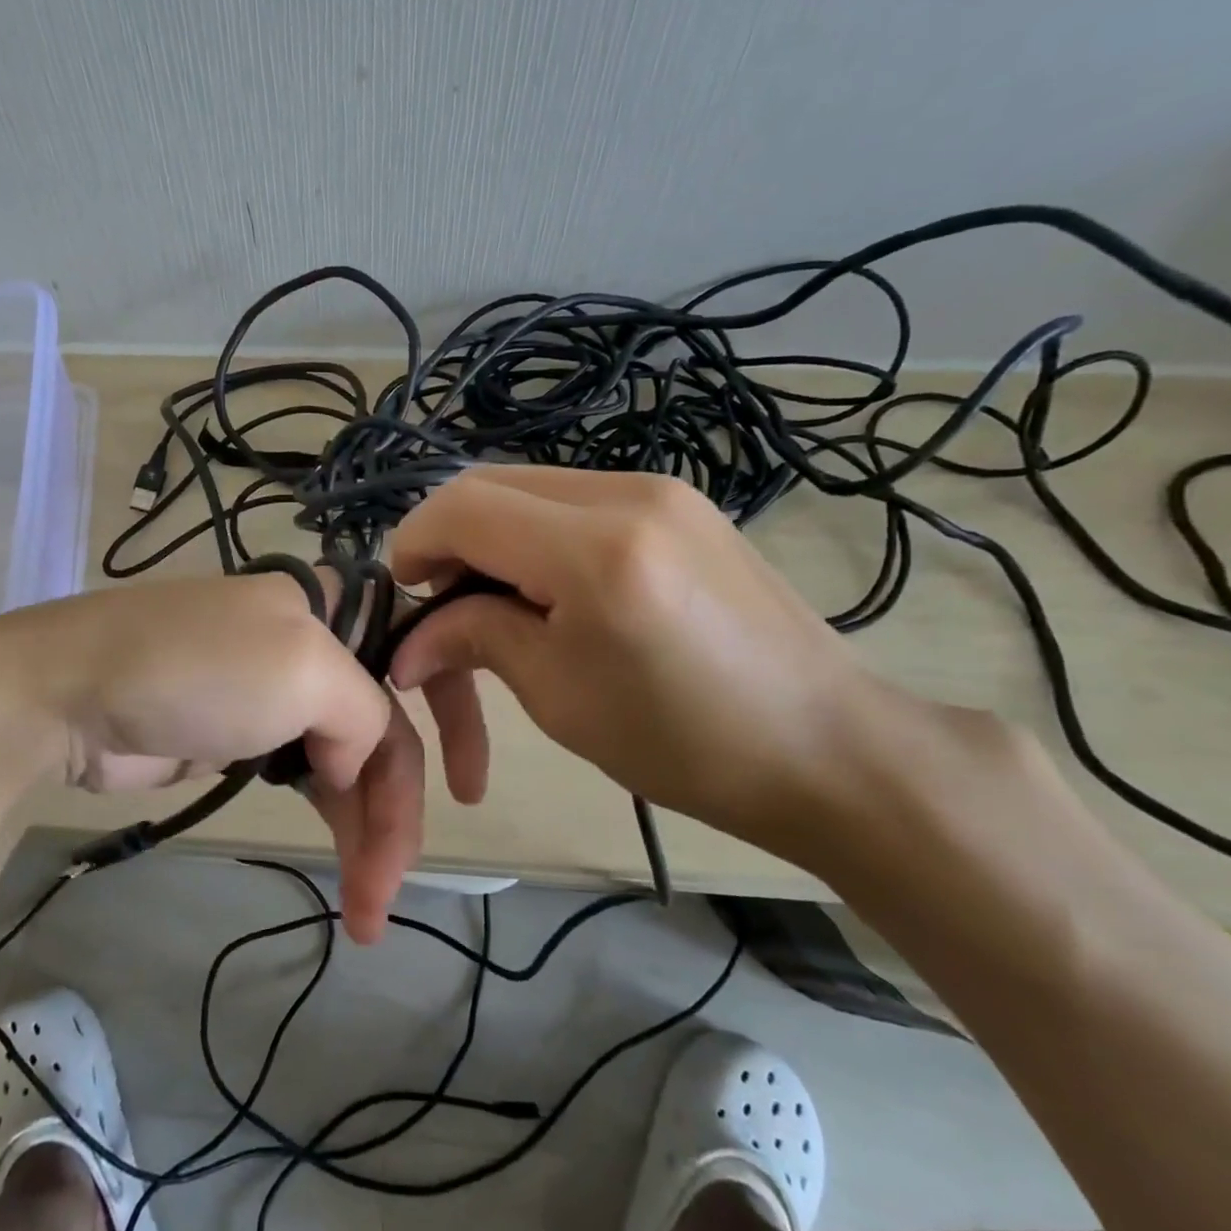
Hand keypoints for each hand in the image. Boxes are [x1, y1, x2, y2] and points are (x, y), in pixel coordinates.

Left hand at [0, 574, 447, 941]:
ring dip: (365, 831)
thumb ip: (363, 715)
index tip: (472, 789)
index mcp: (334, 608)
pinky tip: (344, 866)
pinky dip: (331, 821)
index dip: (456, 714)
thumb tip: (351, 768)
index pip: (420, 653)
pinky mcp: (246, 738)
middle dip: (398, 806)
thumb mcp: (302, 671)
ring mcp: (278, 695)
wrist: (70, 695)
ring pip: (350, 762)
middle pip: (386, 726)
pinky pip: (311, 780)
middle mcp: (314, 646)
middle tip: (390, 888)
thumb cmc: (196, 667)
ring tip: (366, 909)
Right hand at [387, 466, 927, 857]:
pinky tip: (547, 587)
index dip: (414, 543)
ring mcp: (661, 488)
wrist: (827, 747)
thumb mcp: (560, 696)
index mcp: (595, 550)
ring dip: (490, 535)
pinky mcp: (680, 502)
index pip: (463, 507)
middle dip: (447, 538)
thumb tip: (412, 640)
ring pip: (530, 487)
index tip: (403, 594)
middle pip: (491, 483)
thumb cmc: (684, 743)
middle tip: (440, 603)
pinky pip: (575, 498)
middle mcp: (627, 492)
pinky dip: (536, 533)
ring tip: (491, 602)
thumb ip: (476, 638)